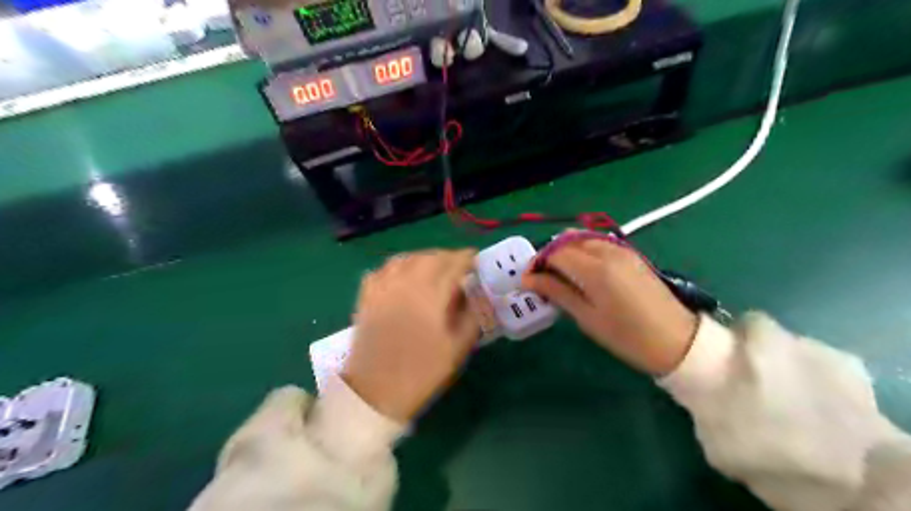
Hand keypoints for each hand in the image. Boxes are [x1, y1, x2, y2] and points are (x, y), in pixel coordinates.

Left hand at [344, 250, 482, 421]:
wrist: (375, 392)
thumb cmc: (422, 371)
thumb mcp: (457, 347)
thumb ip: (473, 315)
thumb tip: (478, 295)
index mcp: (430, 294)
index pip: (453, 264)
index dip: (468, 259)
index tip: (477, 261)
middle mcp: (405, 283)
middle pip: (430, 257)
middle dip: (448, 257)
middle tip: (459, 267)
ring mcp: (383, 288)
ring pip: (406, 258)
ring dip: (424, 258)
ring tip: (434, 269)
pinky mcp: (367, 297)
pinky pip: (384, 269)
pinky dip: (398, 266)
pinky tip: (404, 276)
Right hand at [519, 237, 697, 374]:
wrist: (678, 341)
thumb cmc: (627, 336)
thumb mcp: (586, 317)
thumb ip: (557, 292)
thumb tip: (528, 279)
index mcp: (595, 268)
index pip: (555, 252)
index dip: (537, 263)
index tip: (527, 280)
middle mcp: (607, 251)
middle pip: (566, 241)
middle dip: (549, 256)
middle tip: (541, 279)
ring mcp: (621, 250)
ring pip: (582, 239)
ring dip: (565, 252)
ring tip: (559, 277)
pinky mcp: (630, 255)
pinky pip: (598, 244)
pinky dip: (582, 252)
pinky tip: (581, 273)